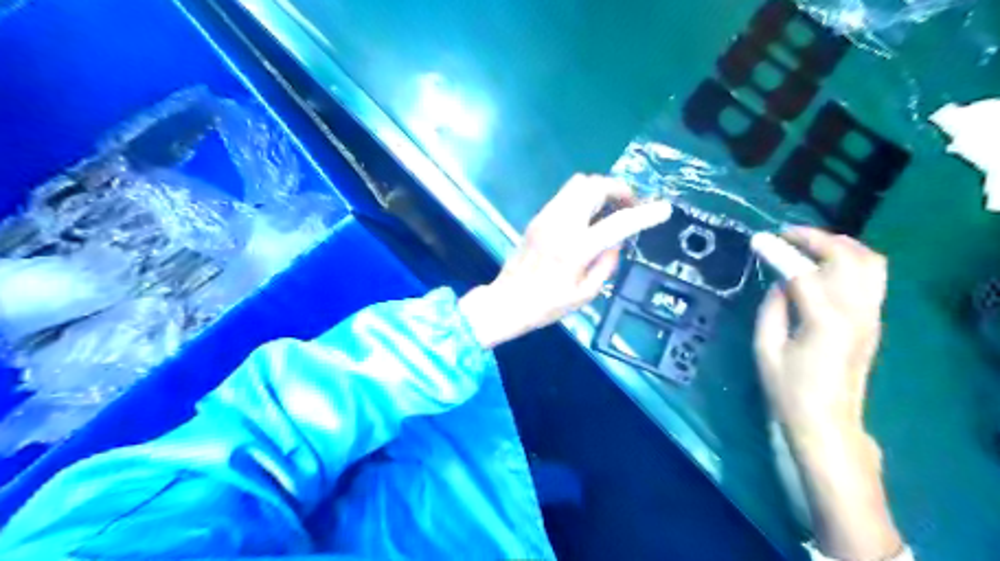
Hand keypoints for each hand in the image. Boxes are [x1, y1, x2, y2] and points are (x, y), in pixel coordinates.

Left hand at [460, 174, 671, 348]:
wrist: (507, 301)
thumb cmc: (546, 306)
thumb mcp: (585, 294)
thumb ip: (606, 265)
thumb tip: (615, 243)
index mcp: (576, 248)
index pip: (617, 222)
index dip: (644, 214)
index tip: (663, 209)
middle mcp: (561, 224)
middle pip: (594, 186)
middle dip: (619, 189)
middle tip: (630, 205)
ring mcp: (546, 217)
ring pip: (578, 184)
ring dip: (600, 190)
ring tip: (611, 208)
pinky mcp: (537, 218)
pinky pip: (566, 195)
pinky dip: (584, 197)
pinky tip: (588, 217)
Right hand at [754, 226, 886, 443]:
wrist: (827, 422)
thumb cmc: (788, 389)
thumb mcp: (766, 349)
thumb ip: (772, 309)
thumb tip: (780, 282)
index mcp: (825, 322)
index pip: (803, 272)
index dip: (779, 252)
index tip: (758, 238)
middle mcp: (857, 312)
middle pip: (847, 257)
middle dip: (816, 238)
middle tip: (785, 234)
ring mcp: (871, 316)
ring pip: (869, 262)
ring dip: (839, 245)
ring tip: (807, 243)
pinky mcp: (873, 321)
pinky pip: (870, 277)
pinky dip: (849, 260)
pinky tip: (824, 264)